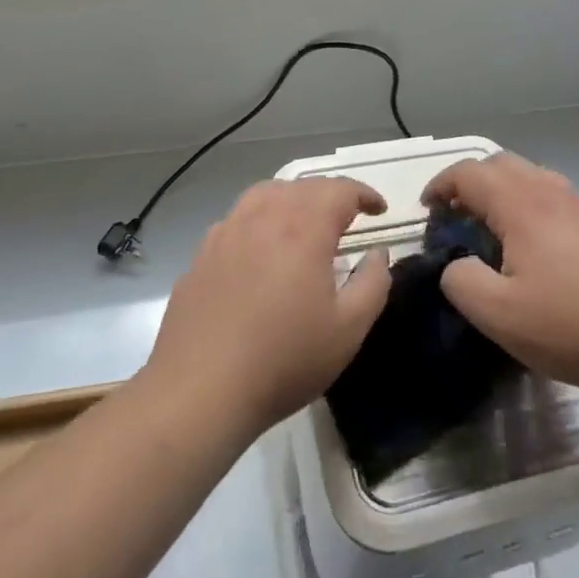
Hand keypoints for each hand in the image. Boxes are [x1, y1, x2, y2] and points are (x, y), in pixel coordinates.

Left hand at [143, 177, 392, 438]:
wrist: (199, 391)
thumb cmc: (284, 360)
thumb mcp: (348, 330)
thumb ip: (372, 283)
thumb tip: (377, 253)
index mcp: (304, 228)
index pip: (340, 190)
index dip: (365, 194)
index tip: (379, 210)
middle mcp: (264, 217)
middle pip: (303, 186)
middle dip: (331, 194)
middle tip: (348, 217)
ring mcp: (227, 233)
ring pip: (265, 193)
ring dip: (293, 198)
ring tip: (305, 221)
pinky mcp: (202, 255)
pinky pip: (237, 219)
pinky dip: (259, 219)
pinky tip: (261, 249)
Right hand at [425, 152, 578, 400]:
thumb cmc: (570, 326)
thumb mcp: (498, 315)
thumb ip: (461, 281)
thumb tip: (456, 264)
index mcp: (522, 205)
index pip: (470, 173)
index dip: (441, 185)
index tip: (428, 209)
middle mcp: (553, 193)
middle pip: (502, 164)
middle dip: (472, 182)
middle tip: (457, 215)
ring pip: (534, 177)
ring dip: (504, 191)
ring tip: (495, 228)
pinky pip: (557, 198)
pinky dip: (533, 205)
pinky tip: (538, 247)